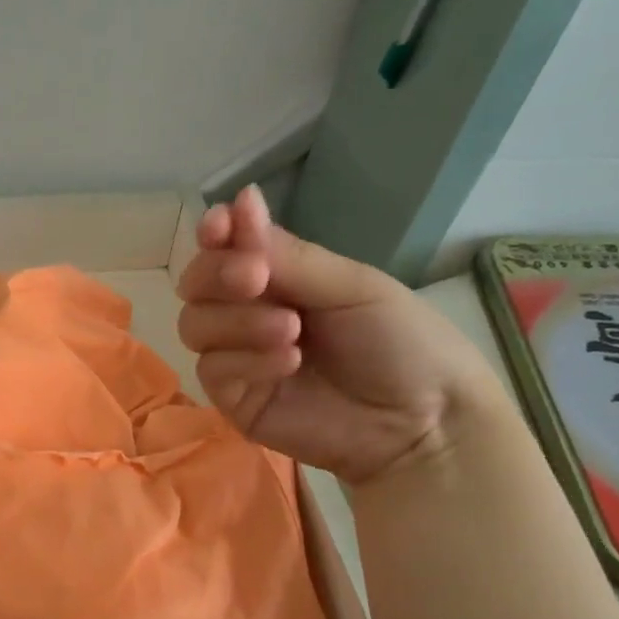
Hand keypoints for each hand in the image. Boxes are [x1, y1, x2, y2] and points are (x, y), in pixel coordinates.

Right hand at [175, 185, 505, 485]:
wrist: (423, 421)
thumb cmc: (401, 343)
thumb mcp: (351, 286)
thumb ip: (289, 255)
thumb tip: (241, 198)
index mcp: (279, 278)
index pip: (225, 249)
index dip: (215, 234)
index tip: (220, 226)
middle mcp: (249, 312)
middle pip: (195, 285)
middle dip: (218, 275)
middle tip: (256, 279)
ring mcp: (237, 357)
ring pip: (195, 325)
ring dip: (238, 321)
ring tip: (291, 331)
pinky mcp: (234, 398)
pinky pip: (212, 369)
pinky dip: (246, 360)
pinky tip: (289, 363)